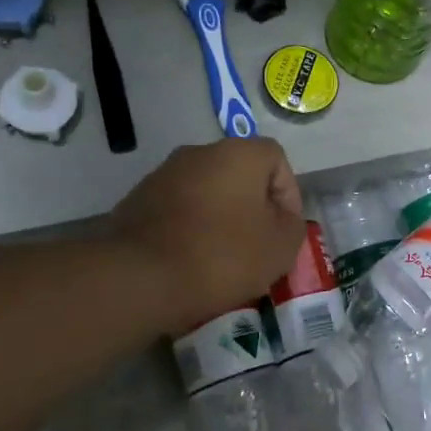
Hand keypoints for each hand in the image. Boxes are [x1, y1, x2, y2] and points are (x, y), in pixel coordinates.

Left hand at [112, 138, 306, 331]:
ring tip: (223, 258)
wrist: (142, 278)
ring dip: (220, 218)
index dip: (288, 193)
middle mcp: (199, 153)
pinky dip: (190, 229)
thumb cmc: (223, 256)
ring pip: (207, 192)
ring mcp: (163, 174)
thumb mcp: (280, 247)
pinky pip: (178, 210)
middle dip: (252, 207)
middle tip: (258, 245)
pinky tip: (190, 261)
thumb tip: (282, 217)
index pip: (276, 158)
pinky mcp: (137, 200)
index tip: (284, 230)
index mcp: (238, 153)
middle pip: (239, 174)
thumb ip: (292, 224)